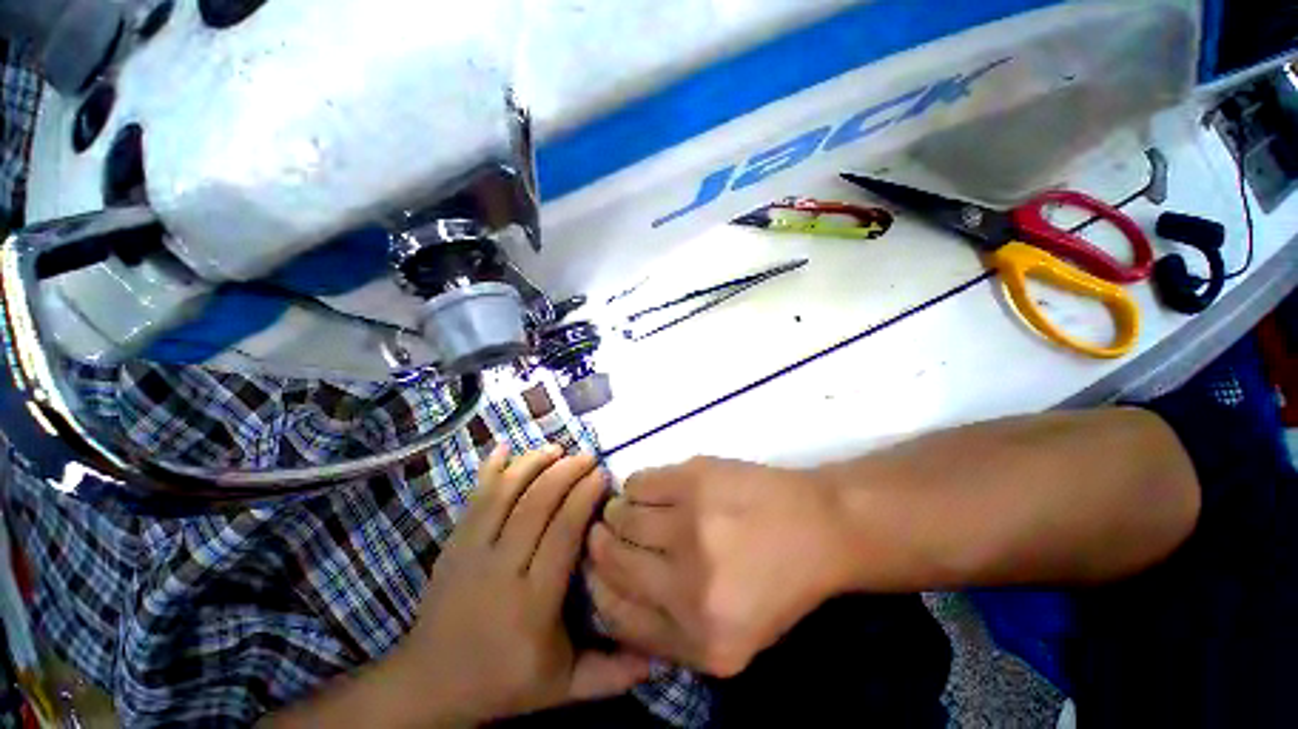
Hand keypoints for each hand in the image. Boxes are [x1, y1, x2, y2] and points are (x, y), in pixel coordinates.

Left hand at [269, 446, 651, 728]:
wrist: (429, 685)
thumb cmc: (503, 682)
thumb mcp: (561, 688)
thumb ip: (609, 675)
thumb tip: (657, 657)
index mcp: (533, 603)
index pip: (562, 534)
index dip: (583, 498)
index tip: (602, 475)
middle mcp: (501, 570)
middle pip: (536, 506)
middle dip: (565, 473)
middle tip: (587, 456)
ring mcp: (471, 553)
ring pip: (504, 495)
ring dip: (532, 464)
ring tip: (556, 448)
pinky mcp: (454, 544)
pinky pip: (474, 499)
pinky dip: (489, 470)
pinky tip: (504, 448)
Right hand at [586, 457, 850, 676]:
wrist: (818, 526)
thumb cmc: (777, 583)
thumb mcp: (731, 639)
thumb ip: (669, 634)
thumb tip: (609, 595)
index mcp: (702, 641)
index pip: (616, 614)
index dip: (598, 586)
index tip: (597, 568)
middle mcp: (689, 587)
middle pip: (612, 559)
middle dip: (601, 544)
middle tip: (606, 531)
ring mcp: (691, 525)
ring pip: (620, 515)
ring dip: (617, 513)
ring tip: (631, 509)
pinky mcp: (694, 479)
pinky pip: (638, 482)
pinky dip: (635, 487)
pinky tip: (651, 490)